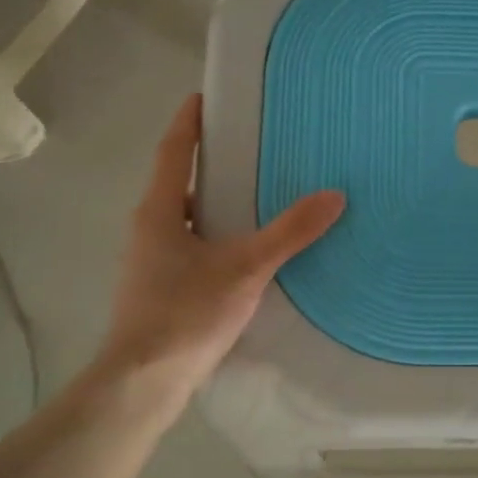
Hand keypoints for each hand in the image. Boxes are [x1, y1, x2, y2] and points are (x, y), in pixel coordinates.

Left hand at [97, 94, 344, 402]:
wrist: (143, 381)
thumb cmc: (186, 313)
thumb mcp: (245, 268)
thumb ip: (289, 232)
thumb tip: (334, 196)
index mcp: (158, 211)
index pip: (173, 151)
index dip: (189, 122)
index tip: (206, 96)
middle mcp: (148, 229)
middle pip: (180, 183)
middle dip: (212, 163)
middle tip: (252, 147)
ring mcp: (150, 262)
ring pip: (187, 218)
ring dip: (216, 203)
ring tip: (258, 196)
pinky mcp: (160, 289)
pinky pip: (192, 247)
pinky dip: (217, 237)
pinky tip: (247, 252)